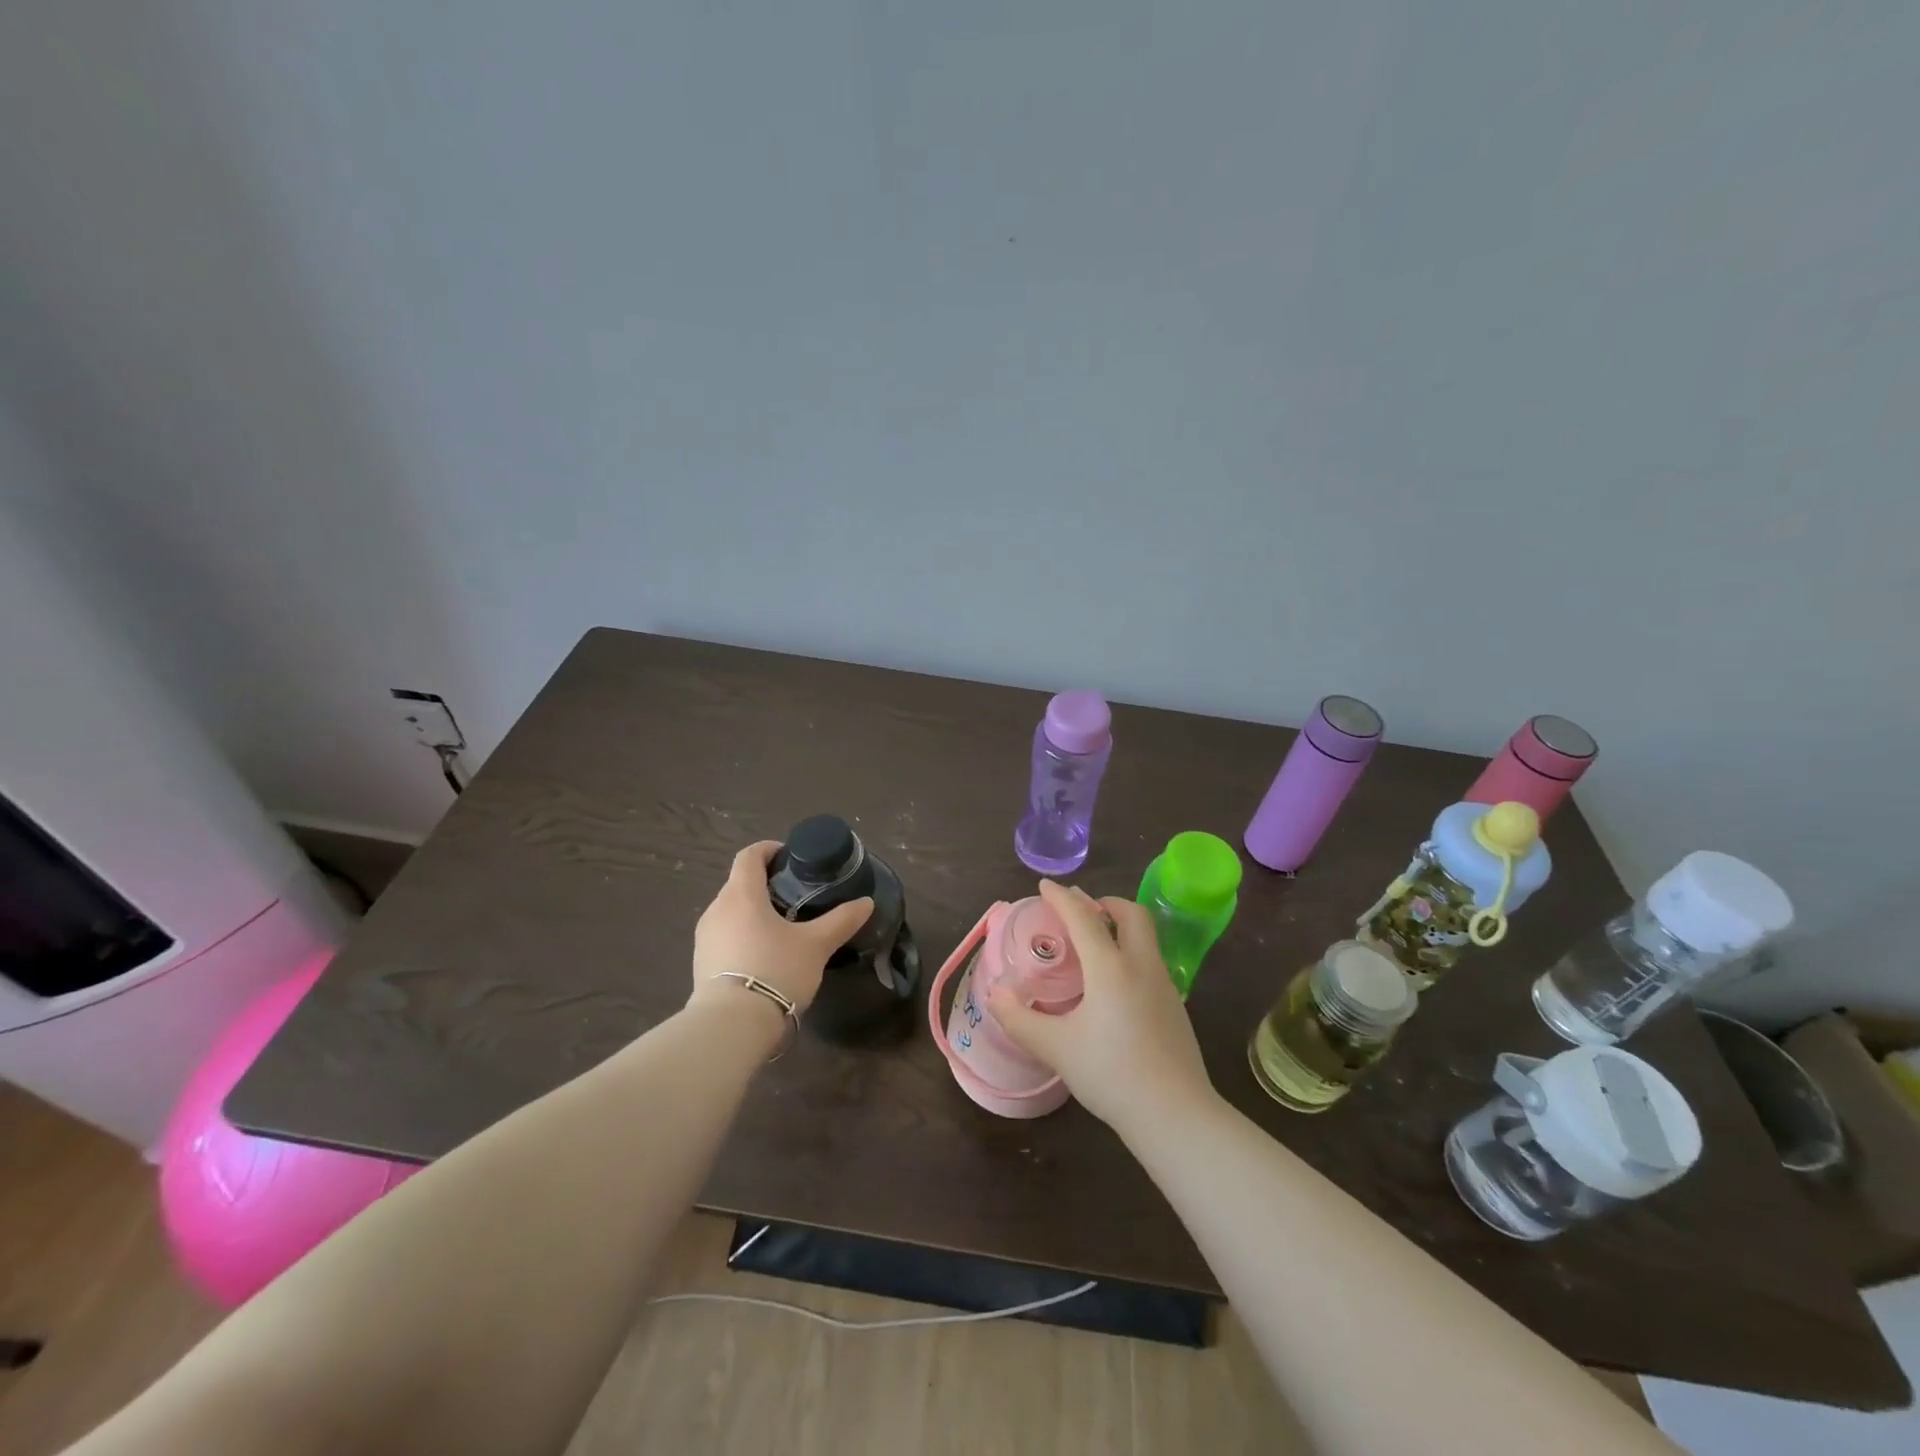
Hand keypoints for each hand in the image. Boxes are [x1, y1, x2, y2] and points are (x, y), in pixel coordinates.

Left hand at [689, 841, 873, 1016]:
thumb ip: (841, 920)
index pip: (749, 855)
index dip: (769, 850)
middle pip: (739, 883)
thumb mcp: (816, 945)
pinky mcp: (701, 963)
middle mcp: (716, 909)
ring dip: (753, 912)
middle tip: (795, 896)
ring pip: (731, 911)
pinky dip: (743, 935)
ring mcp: (704, 938)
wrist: (732, 1026)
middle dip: (765, 884)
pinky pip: (724, 936)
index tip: (791, 857)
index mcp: (742, 894)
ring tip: (782, 928)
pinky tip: (764, 955)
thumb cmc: (775, 970)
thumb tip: (866, 903)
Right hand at [986, 880, 1214, 1134]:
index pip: (1083, 917)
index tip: (1045, 885)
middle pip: (1131, 914)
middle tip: (1082, 911)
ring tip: (1095, 946)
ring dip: (1121, 928)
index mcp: (1110, 967)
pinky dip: (1131, 955)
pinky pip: (1151, 963)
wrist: (1175, 1115)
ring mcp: (1164, 986)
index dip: (1061, 898)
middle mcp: (1141, 966)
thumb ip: (1020, 1018)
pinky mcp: (1176, 1008)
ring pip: (1146, 938)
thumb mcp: (1056, 1047)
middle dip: (1106, 903)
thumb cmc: (1111, 1074)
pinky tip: (1115, 987)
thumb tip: (994, 993)